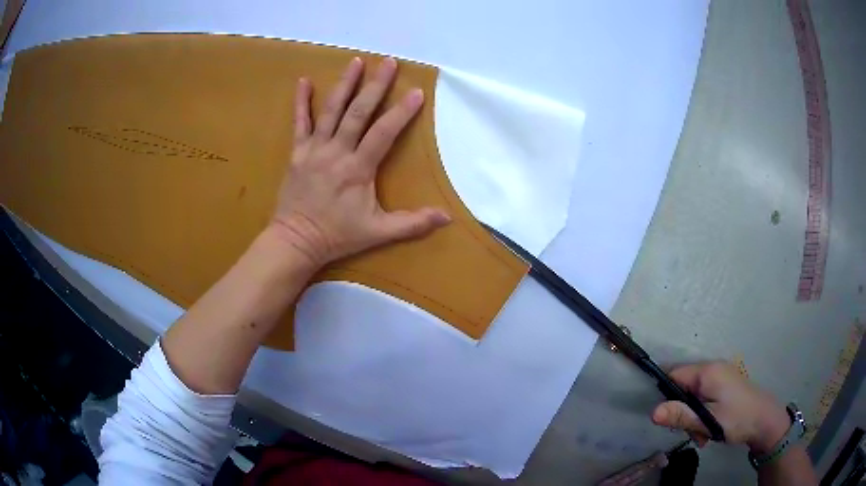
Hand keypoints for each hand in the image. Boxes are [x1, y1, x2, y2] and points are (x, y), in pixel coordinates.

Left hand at [268, 57, 450, 267]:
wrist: (295, 241)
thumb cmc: (337, 236)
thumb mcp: (378, 233)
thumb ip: (412, 223)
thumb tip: (447, 218)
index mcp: (358, 169)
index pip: (383, 133)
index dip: (401, 112)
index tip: (416, 92)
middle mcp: (336, 152)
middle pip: (358, 113)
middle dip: (376, 86)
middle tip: (389, 62)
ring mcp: (314, 149)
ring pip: (331, 111)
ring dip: (345, 84)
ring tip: (357, 62)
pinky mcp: (297, 152)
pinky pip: (299, 122)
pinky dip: (301, 101)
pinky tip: (304, 81)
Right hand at [651, 361, 790, 452]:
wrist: (765, 421)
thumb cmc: (736, 419)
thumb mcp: (707, 421)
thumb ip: (681, 415)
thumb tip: (653, 412)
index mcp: (708, 372)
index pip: (674, 375)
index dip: (666, 396)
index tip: (669, 418)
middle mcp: (713, 369)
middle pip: (683, 387)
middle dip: (683, 412)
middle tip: (691, 432)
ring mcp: (721, 376)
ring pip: (694, 396)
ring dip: (693, 417)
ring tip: (702, 435)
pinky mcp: (726, 385)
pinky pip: (705, 397)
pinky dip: (703, 414)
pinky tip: (710, 430)